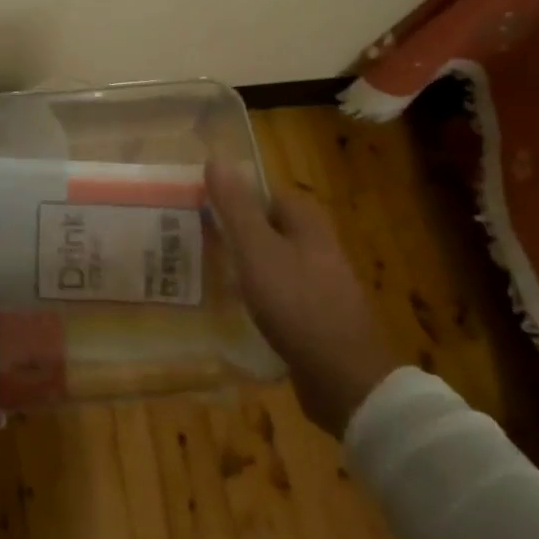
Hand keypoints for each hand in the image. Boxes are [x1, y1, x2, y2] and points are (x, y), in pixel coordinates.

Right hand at [207, 162, 401, 437]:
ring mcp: (318, 283)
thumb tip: (216, 158)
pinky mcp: (315, 317)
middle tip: (193, 240)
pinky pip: (276, 295)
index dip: (231, 197)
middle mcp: (316, 245)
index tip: (198, 208)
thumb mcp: (257, 250)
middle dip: (232, 233)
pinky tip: (231, 309)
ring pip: (269, 262)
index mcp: (306, 221)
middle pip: (265, 227)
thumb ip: (236, 206)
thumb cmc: (298, 303)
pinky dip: (255, 296)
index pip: (263, 193)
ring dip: (241, 267)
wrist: (345, 379)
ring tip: (202, 273)